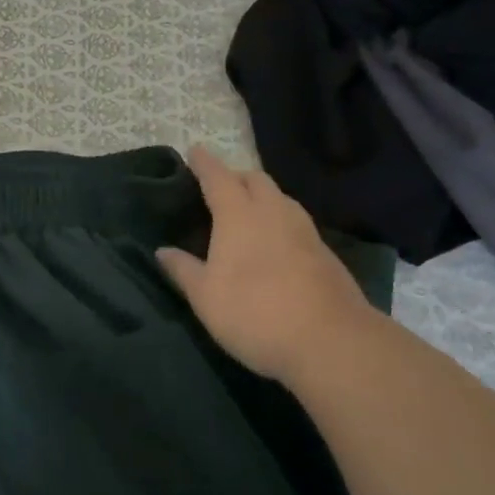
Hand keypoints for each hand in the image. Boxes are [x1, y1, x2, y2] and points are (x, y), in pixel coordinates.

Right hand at [159, 146, 373, 381]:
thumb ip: (183, 269)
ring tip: (249, 213)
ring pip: (281, 198)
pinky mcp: (326, 254)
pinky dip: (281, 221)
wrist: (332, 343)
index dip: (204, 163)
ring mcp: (304, 231)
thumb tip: (162, 250)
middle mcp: (273, 212)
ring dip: (263, 197)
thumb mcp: (205, 297)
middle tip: (220, 188)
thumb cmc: (255, 313)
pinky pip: (297, 222)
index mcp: (238, 214)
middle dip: (236, 177)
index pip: (218, 177)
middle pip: (255, 179)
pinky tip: (277, 244)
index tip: (194, 151)